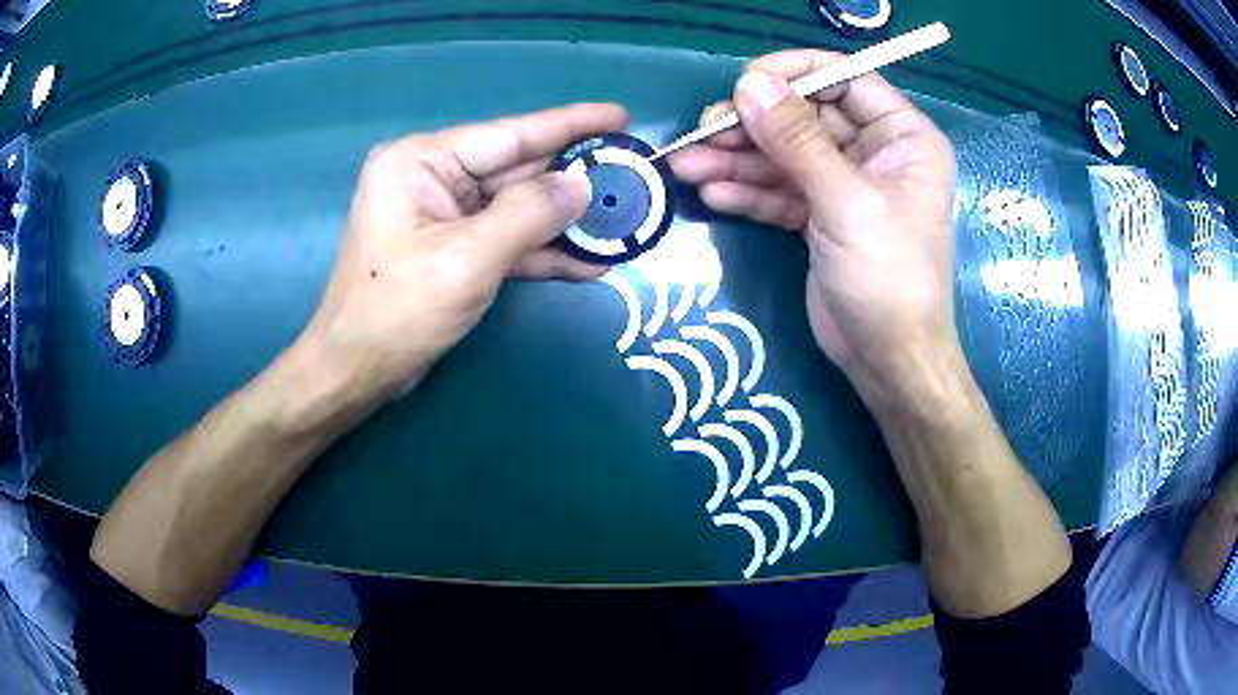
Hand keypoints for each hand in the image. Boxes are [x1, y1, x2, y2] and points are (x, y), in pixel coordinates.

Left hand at [298, 104, 627, 402]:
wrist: (356, 372)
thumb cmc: (397, 311)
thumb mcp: (467, 258)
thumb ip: (529, 214)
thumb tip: (583, 185)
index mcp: (422, 162)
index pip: (509, 134)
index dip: (569, 124)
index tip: (620, 116)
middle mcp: (432, 178)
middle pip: (517, 171)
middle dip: (573, 179)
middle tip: (632, 176)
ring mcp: (443, 215)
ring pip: (517, 208)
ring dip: (565, 221)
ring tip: (623, 221)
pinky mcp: (453, 249)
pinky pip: (506, 240)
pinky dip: (542, 252)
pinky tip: (589, 261)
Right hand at [668, 52, 957, 401]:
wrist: (887, 361)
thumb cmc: (888, 278)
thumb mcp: (845, 203)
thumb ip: (796, 140)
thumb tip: (749, 83)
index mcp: (902, 137)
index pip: (845, 79)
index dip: (794, 74)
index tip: (744, 82)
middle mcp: (874, 152)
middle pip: (805, 117)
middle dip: (753, 125)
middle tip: (703, 132)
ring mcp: (844, 184)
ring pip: (784, 155)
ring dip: (736, 159)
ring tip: (686, 165)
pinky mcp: (819, 216)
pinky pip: (779, 190)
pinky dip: (747, 191)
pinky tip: (711, 193)